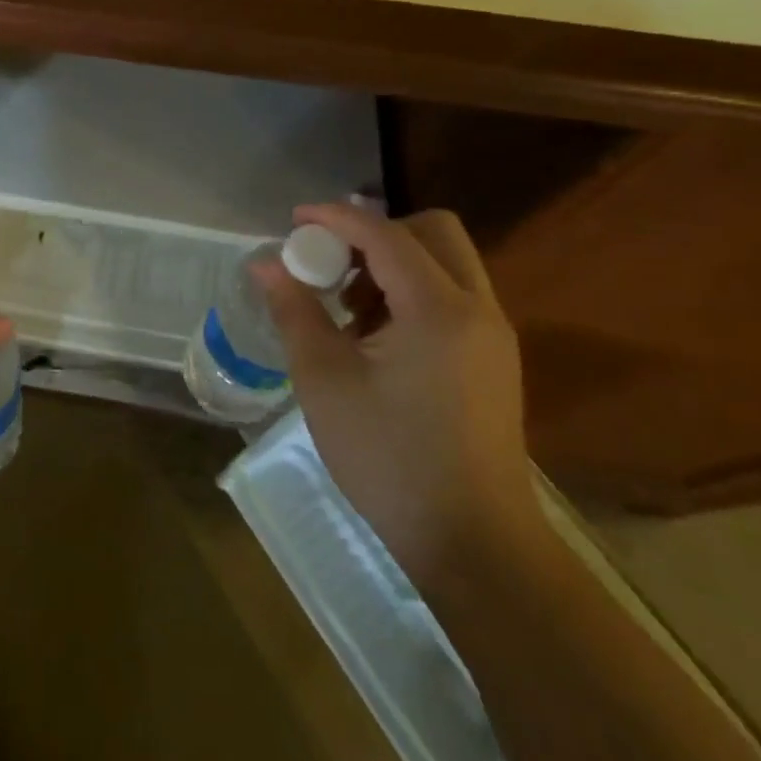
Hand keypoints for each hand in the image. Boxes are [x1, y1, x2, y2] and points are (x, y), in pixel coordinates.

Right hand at [256, 202, 540, 591]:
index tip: (294, 219)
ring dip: (394, 264)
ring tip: (346, 308)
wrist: (473, 543)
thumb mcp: (324, 379)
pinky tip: (375, 338)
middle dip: (376, 232)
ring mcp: (492, 336)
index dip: (336, 217)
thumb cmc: (388, 457)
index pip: (385, 235)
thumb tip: (266, 264)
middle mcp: (477, 309)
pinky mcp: (493, 361)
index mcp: (438, 309)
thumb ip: (294, 310)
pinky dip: (412, 293)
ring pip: (446, 264)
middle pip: (433, 232)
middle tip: (330, 261)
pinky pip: (453, 297)